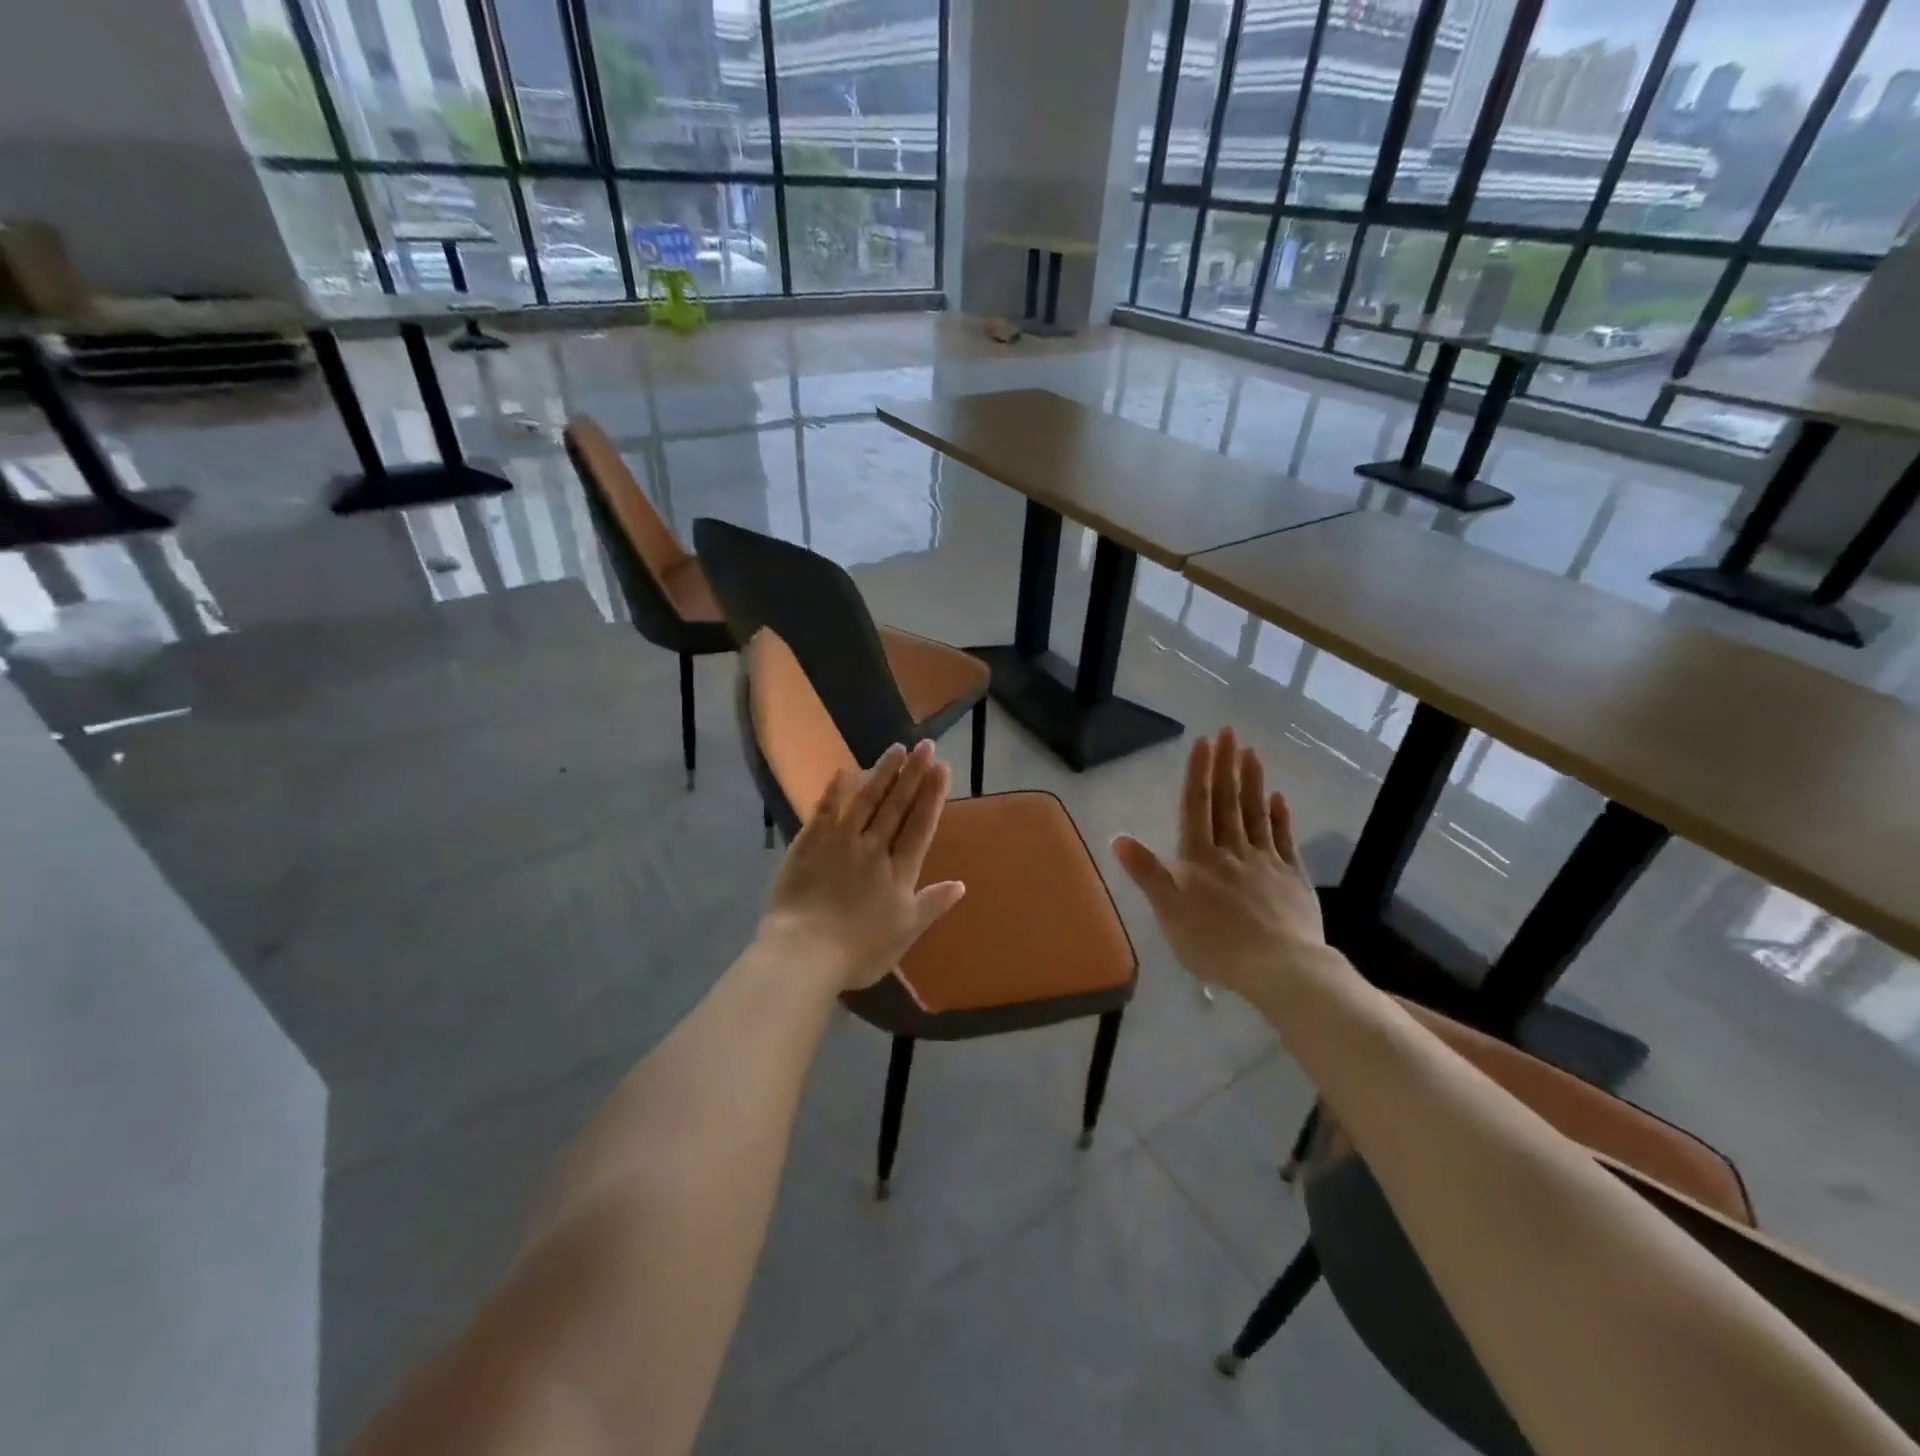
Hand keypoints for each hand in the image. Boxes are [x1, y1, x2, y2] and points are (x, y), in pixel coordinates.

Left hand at [755, 741, 965, 991]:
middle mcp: (873, 848)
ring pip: (865, 800)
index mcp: (899, 870)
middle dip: (913, 773)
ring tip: (896, 748)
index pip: (920, 824)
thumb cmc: (859, 950)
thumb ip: (932, 904)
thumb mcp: (905, 932)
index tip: (941, 766)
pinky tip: (844, 771)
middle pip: (897, 805)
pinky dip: (835, 791)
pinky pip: (824, 811)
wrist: (804, 953)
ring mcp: (839, 842)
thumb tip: (961, 884)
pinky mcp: (808, 844)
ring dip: (882, 773)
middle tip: (925, 744)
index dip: (932, 794)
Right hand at [1112, 728, 1331, 1002]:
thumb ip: (1146, 873)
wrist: (1280, 968)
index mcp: (1200, 858)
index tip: (1204, 741)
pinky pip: (1285, 839)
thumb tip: (1118, 837)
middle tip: (1229, 732)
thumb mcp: (1168, 913)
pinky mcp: (1293, 878)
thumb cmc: (1215, 944)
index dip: (1198, 773)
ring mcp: (1266, 861)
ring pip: (1257, 813)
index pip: (1197, 807)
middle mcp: (1232, 851)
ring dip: (1253, 782)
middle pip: (1227, 801)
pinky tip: (1279, 797)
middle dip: (1226, 765)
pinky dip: (1281, 816)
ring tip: (1251, 752)